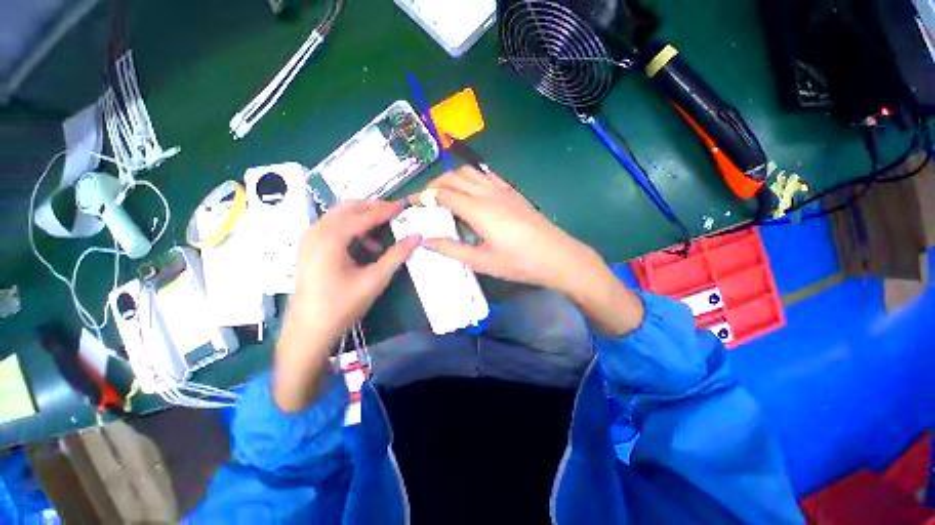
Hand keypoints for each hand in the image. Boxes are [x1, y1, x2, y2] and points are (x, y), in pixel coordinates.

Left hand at [274, 200, 418, 411]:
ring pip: (340, 216)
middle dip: (373, 208)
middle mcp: (316, 231)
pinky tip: (365, 247)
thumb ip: (397, 255)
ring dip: (362, 219)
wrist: (308, 330)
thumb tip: (417, 236)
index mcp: (331, 238)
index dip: (386, 210)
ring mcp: (310, 238)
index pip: (364, 216)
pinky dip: (352, 229)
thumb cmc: (342, 305)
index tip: (404, 205)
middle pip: (349, 208)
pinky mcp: (309, 246)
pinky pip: (333, 227)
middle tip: (395, 214)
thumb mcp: (375, 279)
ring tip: (381, 236)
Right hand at [418, 167, 644, 336]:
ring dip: (453, 178)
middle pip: (454, 177)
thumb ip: (452, 249)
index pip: (443, 194)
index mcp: (479, 210)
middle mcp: (488, 194)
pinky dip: (471, 178)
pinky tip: (470, 191)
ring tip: (444, 194)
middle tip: (425, 199)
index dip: (424, 196)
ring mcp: (503, 190)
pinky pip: (487, 176)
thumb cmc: (519, 262)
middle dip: (435, 184)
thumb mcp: (482, 261)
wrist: (557, 256)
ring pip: (471, 172)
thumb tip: (426, 242)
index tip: (410, 202)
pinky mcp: (513, 192)